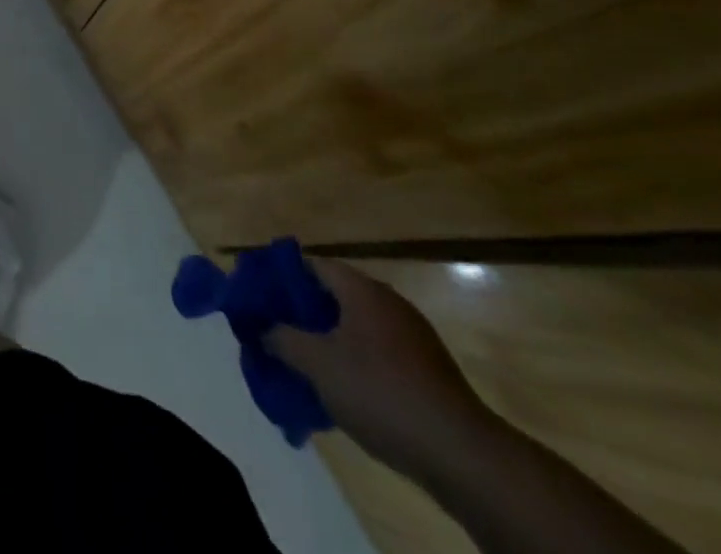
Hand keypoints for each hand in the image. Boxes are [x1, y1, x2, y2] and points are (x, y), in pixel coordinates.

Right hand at [266, 258, 492, 479]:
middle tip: (273, 327)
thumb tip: (261, 328)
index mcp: (362, 289)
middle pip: (333, 294)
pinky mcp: (427, 371)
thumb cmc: (381, 392)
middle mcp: (388, 302)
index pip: (311, 264)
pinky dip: (353, 360)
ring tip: (300, 359)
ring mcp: (413, 337)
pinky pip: (377, 352)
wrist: (464, 456)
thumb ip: (281, 338)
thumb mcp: (317, 364)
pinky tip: (339, 386)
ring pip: (355, 326)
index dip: (280, 275)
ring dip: (327, 338)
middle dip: (301, 310)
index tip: (256, 292)